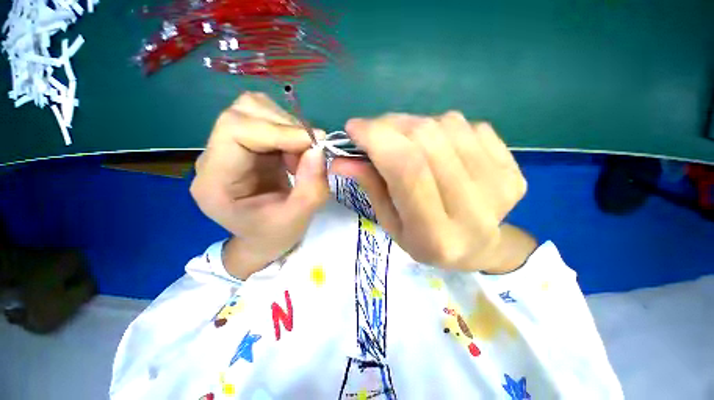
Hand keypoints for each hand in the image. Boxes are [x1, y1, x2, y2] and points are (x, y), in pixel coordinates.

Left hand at [190, 92, 328, 278]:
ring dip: (287, 128)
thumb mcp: (298, 219)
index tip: (313, 144)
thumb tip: (319, 148)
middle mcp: (214, 157)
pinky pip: (268, 120)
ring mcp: (229, 148)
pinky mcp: (246, 145)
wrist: (263, 238)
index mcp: (214, 181)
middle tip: (309, 152)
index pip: (235, 130)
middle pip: (243, 112)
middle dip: (285, 126)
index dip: (277, 129)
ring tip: (300, 157)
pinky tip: (295, 155)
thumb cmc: (274, 235)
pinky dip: (289, 132)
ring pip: (255, 110)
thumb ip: (311, 187)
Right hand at [331, 113, 533, 272]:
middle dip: (391, 125)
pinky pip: (471, 125)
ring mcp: (499, 185)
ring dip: (417, 125)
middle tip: (377, 130)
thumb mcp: (391, 223)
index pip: (406, 169)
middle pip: (426, 141)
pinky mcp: (513, 168)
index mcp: (435, 233)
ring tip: (408, 141)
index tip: (354, 127)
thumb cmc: (425, 241)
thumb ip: (371, 187)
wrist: (480, 246)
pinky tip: (441, 148)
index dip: (377, 138)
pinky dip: (445, 128)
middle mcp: (472, 209)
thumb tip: (341, 160)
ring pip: (448, 125)